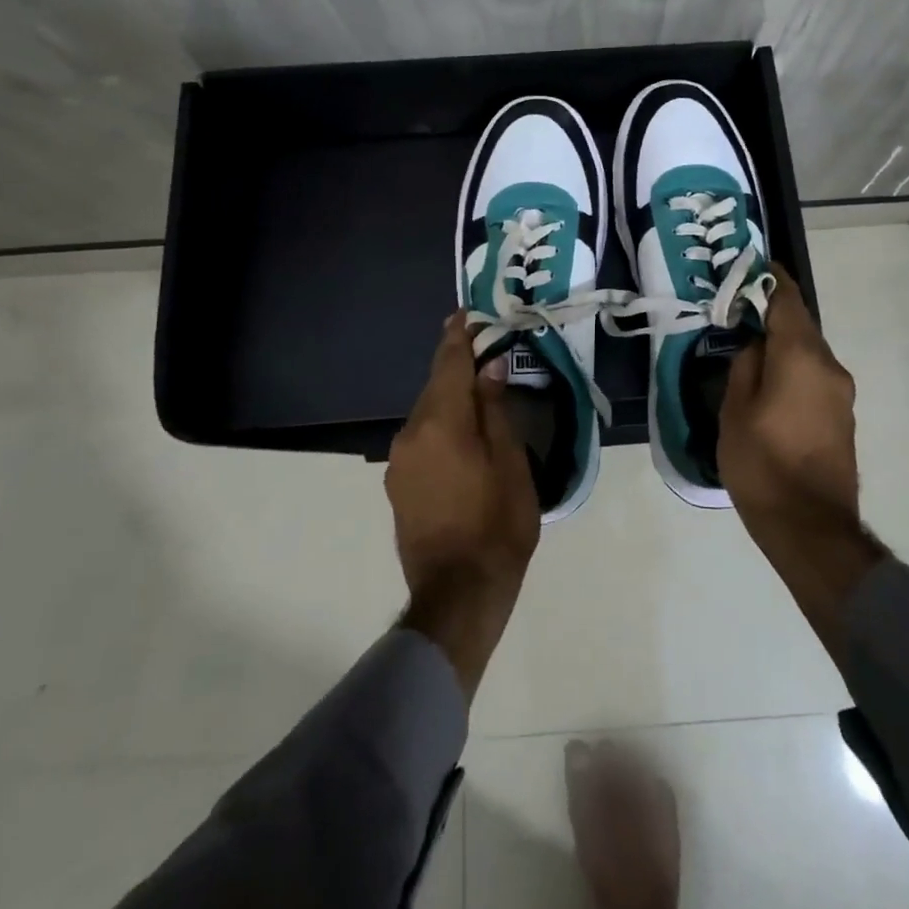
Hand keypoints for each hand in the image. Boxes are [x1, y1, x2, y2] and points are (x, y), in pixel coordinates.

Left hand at [386, 314, 540, 696]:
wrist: (457, 595)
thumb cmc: (496, 525)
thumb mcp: (510, 463)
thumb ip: (495, 411)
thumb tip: (489, 368)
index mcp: (440, 423)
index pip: (447, 364)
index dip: (457, 336)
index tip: (464, 313)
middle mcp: (410, 434)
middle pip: (434, 387)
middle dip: (457, 367)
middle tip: (483, 350)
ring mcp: (399, 461)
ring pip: (426, 414)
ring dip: (450, 399)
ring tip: (478, 392)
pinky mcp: (398, 485)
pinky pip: (421, 438)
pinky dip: (441, 425)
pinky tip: (462, 434)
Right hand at [720, 267, 859, 530]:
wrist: (811, 529)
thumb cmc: (763, 465)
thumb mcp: (735, 412)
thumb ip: (745, 367)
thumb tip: (756, 346)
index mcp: (801, 357)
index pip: (788, 301)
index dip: (771, 279)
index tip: (754, 265)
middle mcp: (829, 367)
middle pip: (800, 326)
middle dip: (772, 315)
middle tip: (739, 312)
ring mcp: (841, 394)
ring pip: (808, 354)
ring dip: (783, 346)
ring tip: (750, 351)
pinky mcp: (843, 418)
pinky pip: (815, 378)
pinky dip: (793, 370)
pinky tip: (770, 385)